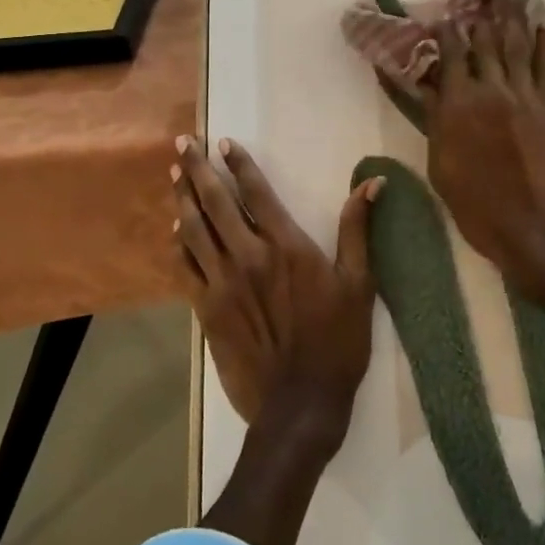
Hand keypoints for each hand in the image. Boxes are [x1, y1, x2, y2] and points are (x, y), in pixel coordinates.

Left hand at [174, 135, 383, 441]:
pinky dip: (179, 243)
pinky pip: (185, 267)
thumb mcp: (359, 283)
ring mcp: (222, 284)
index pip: (256, 193)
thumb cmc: (337, 341)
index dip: (240, 164)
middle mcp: (248, 256)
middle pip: (215, 203)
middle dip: (197, 169)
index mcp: (286, 246)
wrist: (299, 403)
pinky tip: (175, 229)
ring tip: (172, 172)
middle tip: (183, 142)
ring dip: (182, 198)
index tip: (224, 141)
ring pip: (194, 230)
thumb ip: (358, 229)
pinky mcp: (206, 310)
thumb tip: (372, 182)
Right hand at [422, 0, 544, 310]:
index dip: (447, 30)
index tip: (444, 12)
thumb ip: (437, 121)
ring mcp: (527, 97)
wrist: (534, 226)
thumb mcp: (441, 165)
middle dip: (483, 12)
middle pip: (487, 42)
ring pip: (519, 47)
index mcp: (459, 105)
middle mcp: (493, 90)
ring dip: (515, 17)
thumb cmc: (476, 205)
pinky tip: (544, 28)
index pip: (452, 55)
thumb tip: (429, 88)